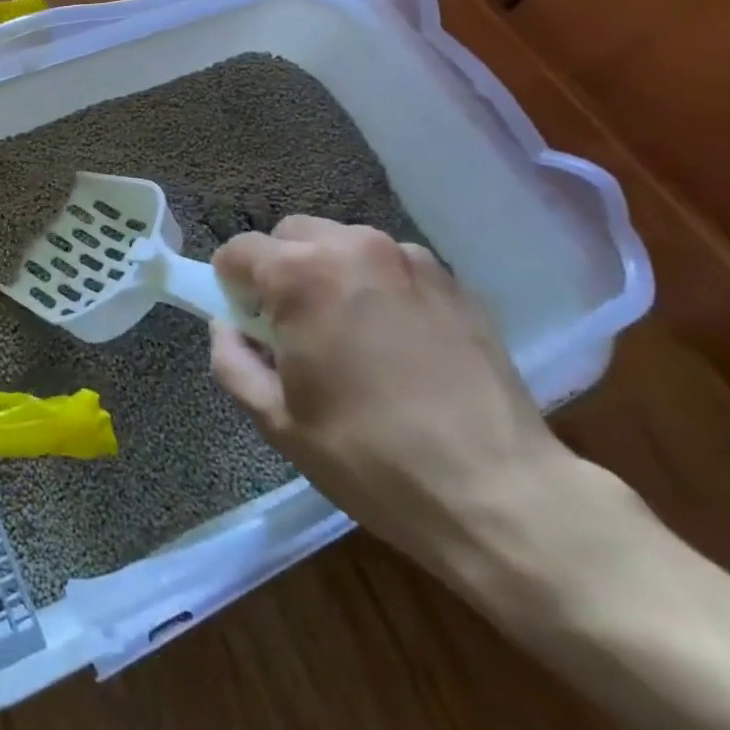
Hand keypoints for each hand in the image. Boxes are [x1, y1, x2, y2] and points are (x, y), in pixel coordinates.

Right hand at [209, 216, 579, 580]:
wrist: (502, 494)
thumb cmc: (371, 458)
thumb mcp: (277, 421)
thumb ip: (231, 360)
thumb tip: (227, 326)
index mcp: (300, 275)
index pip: (238, 250)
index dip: (232, 286)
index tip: (250, 326)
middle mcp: (351, 247)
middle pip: (290, 234)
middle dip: (280, 269)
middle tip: (295, 328)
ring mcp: (409, 258)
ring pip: (342, 243)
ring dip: (329, 272)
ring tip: (351, 333)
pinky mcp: (452, 280)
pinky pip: (391, 264)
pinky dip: (377, 285)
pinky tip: (398, 340)